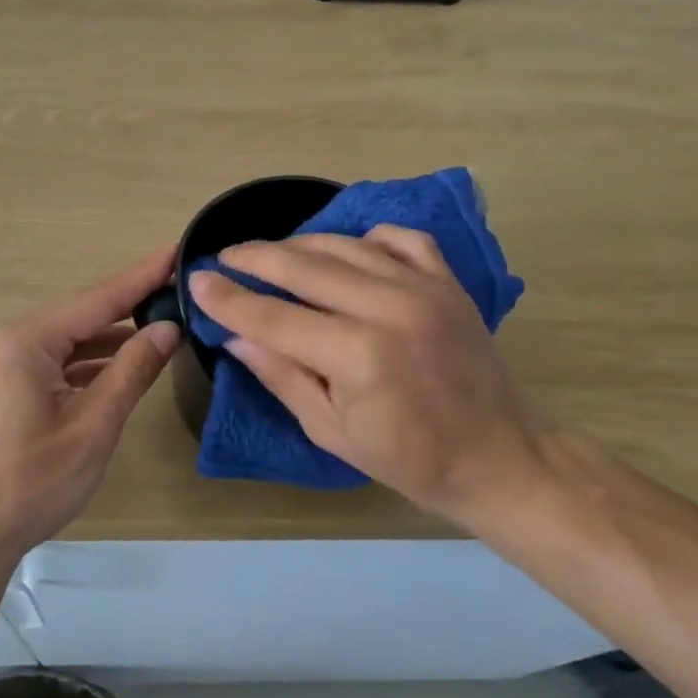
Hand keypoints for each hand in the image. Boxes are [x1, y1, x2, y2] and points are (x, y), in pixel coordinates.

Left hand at [0, 246, 181, 564]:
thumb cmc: (31, 483)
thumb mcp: (93, 427)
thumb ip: (131, 372)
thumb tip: (167, 328)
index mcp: (27, 342)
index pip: (98, 299)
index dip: (142, 276)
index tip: (177, 249)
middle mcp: (9, 342)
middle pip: (81, 317)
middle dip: (129, 305)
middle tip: (177, 289)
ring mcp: (0, 367)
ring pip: (66, 343)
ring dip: (109, 340)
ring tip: (159, 329)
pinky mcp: (0, 391)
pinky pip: (51, 364)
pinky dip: (86, 365)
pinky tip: (117, 370)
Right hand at [190, 227, 555, 527]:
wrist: (500, 457)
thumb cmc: (410, 459)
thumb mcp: (331, 431)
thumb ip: (282, 376)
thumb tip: (235, 337)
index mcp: (359, 355)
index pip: (274, 317)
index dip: (229, 299)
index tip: (197, 279)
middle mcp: (390, 308)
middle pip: (304, 266)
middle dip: (255, 258)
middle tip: (224, 256)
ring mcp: (424, 288)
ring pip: (345, 245)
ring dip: (299, 245)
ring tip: (271, 254)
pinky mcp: (448, 282)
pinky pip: (398, 239)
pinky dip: (364, 238)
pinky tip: (346, 252)